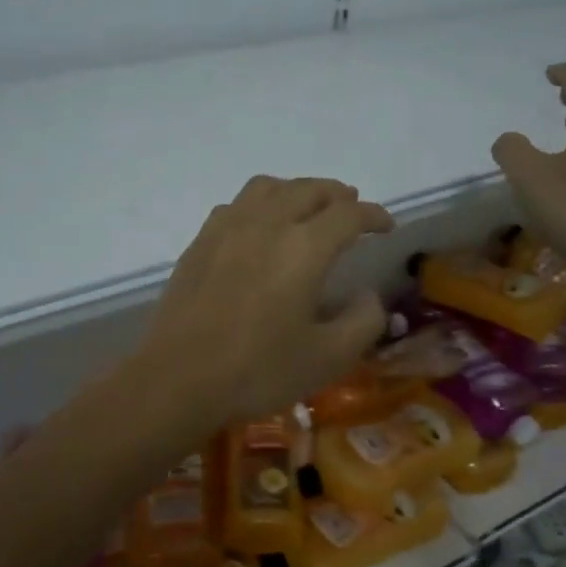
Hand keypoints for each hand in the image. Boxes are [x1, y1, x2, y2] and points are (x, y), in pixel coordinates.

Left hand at [139, 176, 393, 425]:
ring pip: (269, 187)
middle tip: (352, 208)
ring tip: (307, 207)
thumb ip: (363, 321)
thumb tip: (371, 296)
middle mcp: (267, 224)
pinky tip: (259, 226)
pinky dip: (261, 204)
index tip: (386, 226)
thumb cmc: (259, 370)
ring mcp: (227, 229)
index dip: (373, 214)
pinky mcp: (199, 243)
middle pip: (309, 189)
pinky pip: (236, 205)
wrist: (179, 379)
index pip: (348, 213)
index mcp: (305, 247)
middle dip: (337, 195)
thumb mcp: (329, 357)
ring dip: (297, 190)